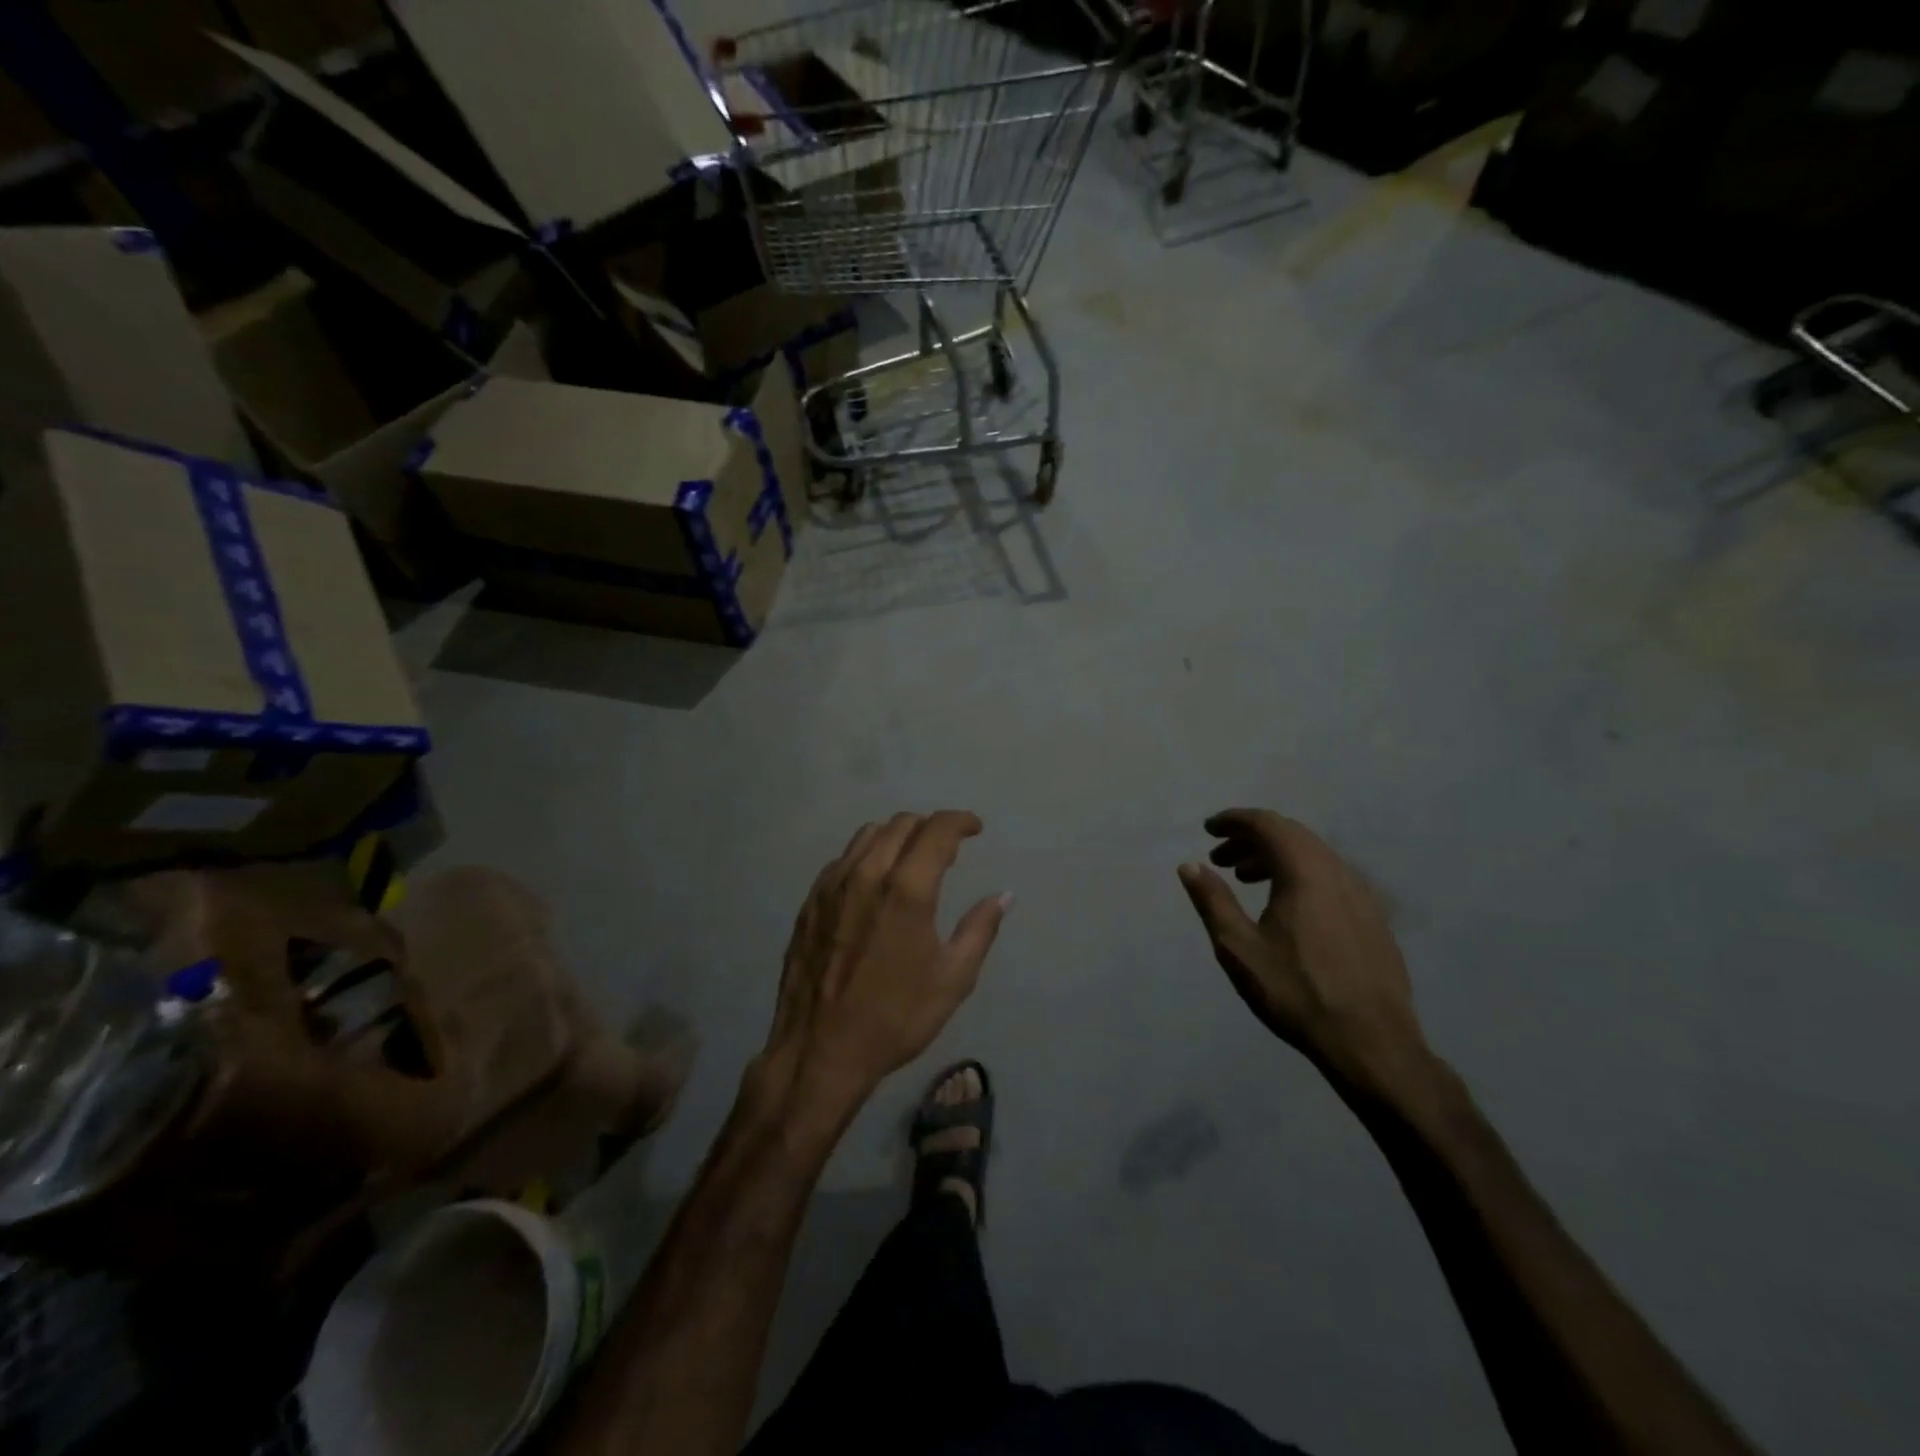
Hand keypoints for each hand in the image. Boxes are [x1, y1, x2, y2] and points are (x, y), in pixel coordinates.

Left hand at [760, 812, 1009, 1115]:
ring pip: (868, 834)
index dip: (961, 821)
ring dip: (897, 836)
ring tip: (911, 859)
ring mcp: (832, 885)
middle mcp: (867, 874)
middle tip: (947, 848)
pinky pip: (843, 859)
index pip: (937, 830)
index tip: (975, 828)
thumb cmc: (894, 1018)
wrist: (819, 1051)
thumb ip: (980, 929)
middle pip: (902, 824)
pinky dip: (866, 856)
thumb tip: (1003, 896)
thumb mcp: (952, 980)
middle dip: (930, 827)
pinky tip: (873, 882)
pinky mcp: (810, 901)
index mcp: (907, 889)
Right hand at [1178, 809, 1428, 1095]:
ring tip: (1246, 879)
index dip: (1234, 820)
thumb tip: (1189, 865)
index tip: (1209, 829)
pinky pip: (1330, 876)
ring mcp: (1362, 894)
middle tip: (1221, 858)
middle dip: (1252, 838)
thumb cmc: (1296, 992)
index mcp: (1305, 872)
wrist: (1371, 1042)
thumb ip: (1213, 901)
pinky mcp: (1373, 917)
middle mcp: (1338, 871)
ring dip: (1275, 857)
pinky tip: (1285, 905)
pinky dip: (1299, 875)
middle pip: (1291, 835)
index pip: (1267, 824)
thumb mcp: (1239, 948)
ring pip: (1312, 856)